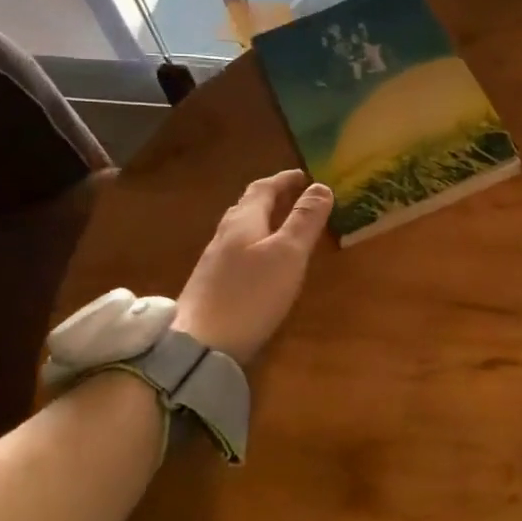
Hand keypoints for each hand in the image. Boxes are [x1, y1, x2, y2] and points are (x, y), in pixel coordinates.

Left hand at [175, 170, 332, 365]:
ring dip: (264, 220)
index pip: (264, 188)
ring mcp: (214, 260)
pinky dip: (256, 243)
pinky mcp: (212, 285)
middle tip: (296, 196)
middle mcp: (225, 234)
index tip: (304, 175)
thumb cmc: (251, 293)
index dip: (285, 180)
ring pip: (242, 229)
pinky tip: (263, 261)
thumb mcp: (287, 254)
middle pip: (248, 206)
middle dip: (273, 197)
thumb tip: (322, 187)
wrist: (199, 345)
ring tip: (284, 225)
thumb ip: (305, 220)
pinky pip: (238, 250)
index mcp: (244, 220)